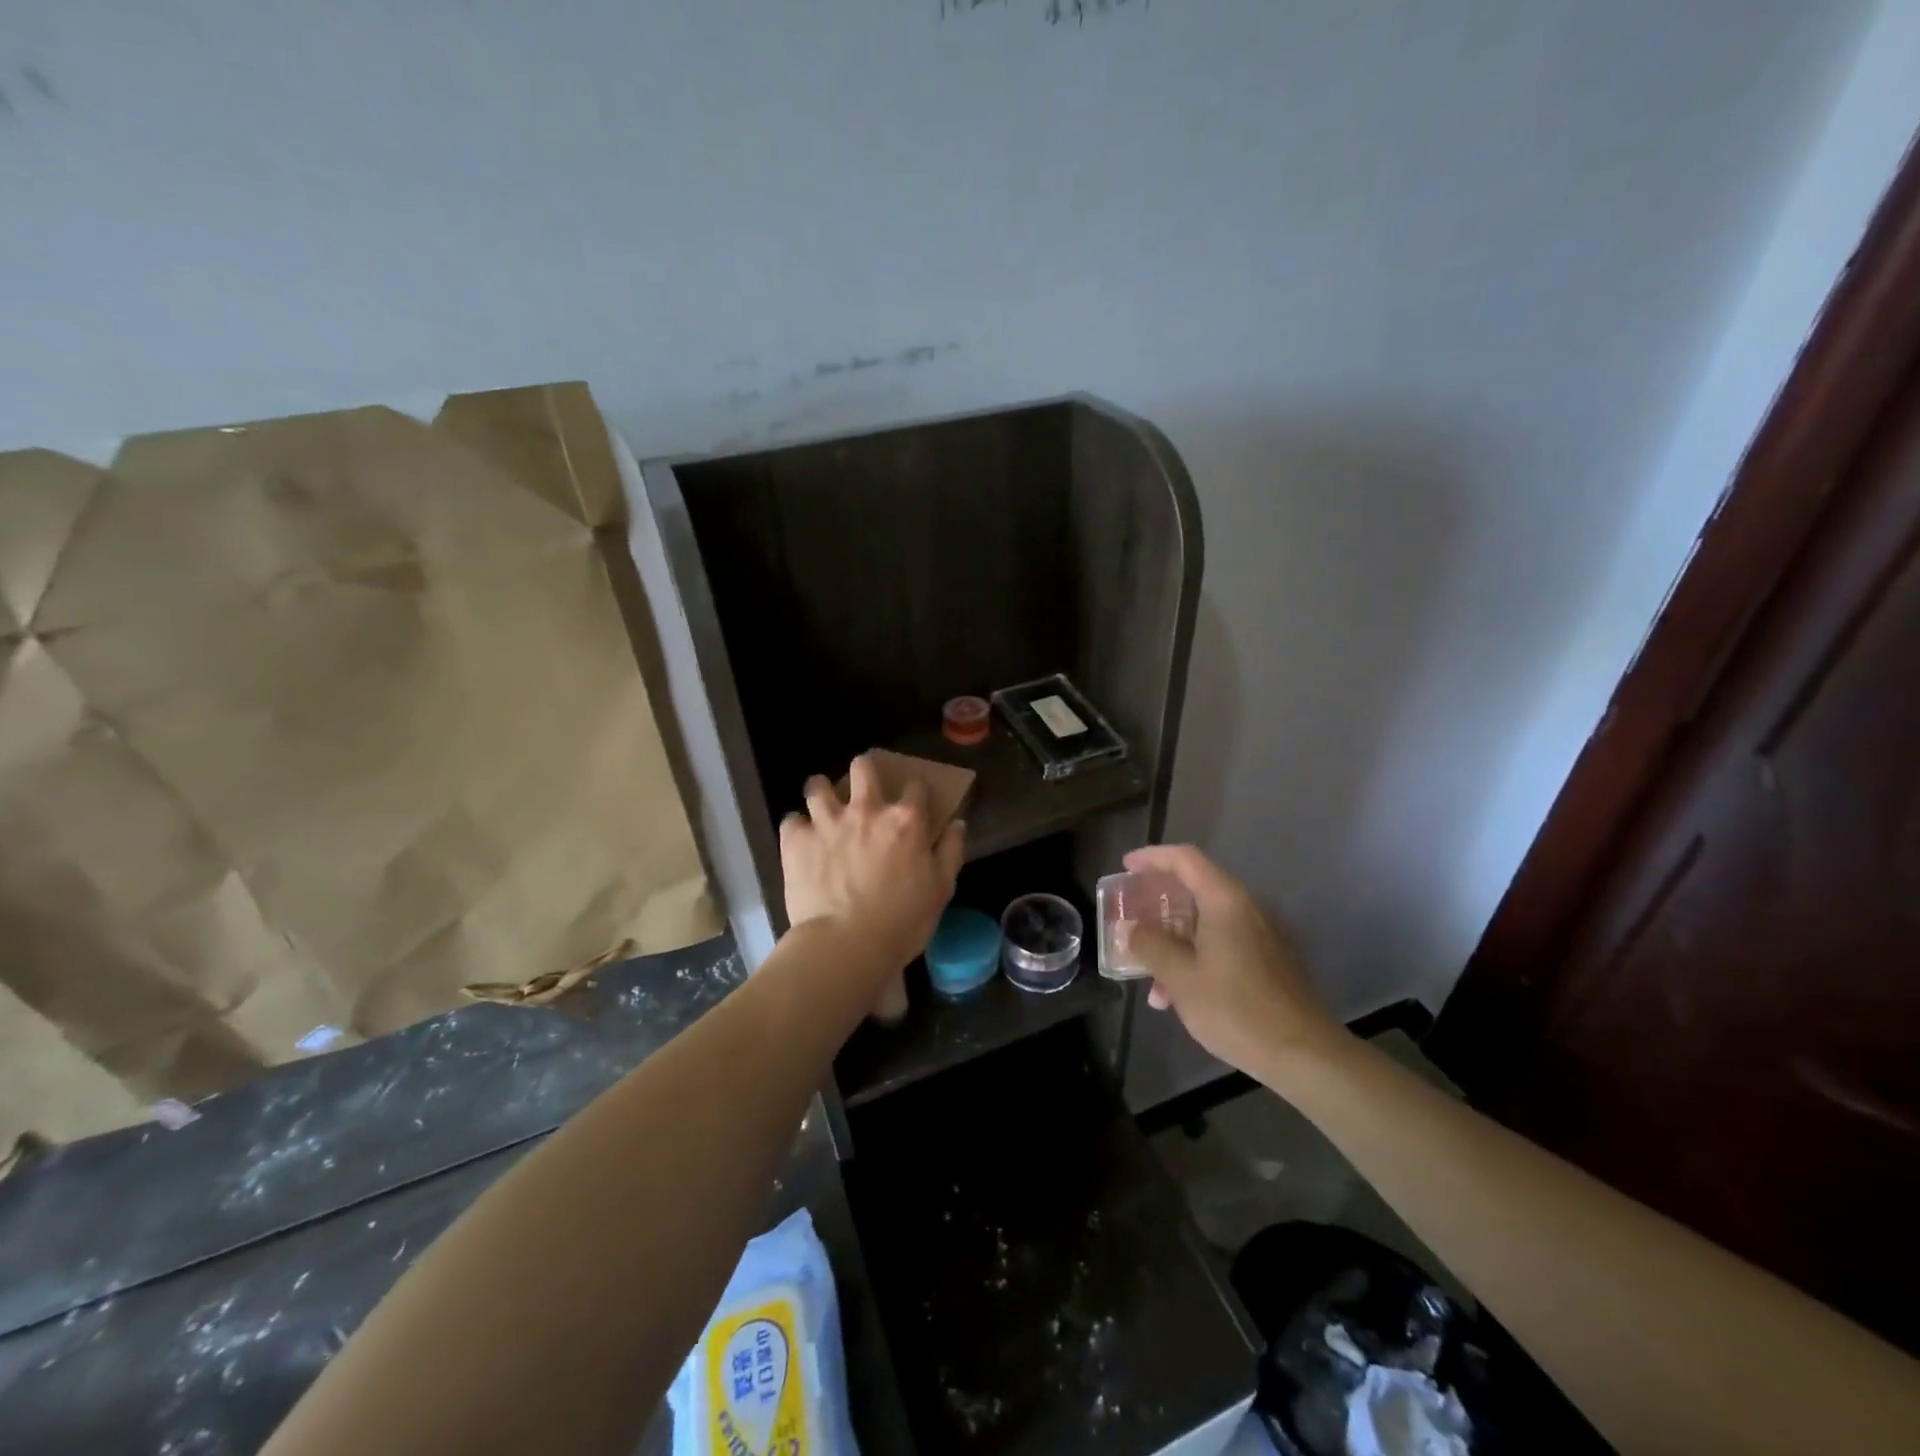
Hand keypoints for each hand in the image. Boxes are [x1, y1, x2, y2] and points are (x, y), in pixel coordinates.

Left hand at [780, 754, 965, 974]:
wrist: (846, 944)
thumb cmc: (902, 921)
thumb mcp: (941, 889)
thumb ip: (950, 851)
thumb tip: (957, 823)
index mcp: (905, 820)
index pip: (915, 786)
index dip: (915, 792)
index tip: (913, 802)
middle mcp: (866, 810)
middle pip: (863, 768)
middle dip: (864, 771)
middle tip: (862, 789)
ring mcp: (828, 822)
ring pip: (818, 786)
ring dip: (822, 793)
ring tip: (823, 808)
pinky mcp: (797, 840)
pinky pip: (791, 820)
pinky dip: (797, 829)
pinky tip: (801, 841)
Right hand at [1124, 844, 1344, 1074]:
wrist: (1305, 1055)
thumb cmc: (1236, 1009)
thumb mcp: (1181, 978)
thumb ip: (1151, 945)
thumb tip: (1132, 928)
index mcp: (1225, 901)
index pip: (1185, 859)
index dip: (1152, 857)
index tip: (1125, 867)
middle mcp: (1246, 908)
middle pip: (1195, 887)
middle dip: (1158, 904)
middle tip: (1131, 917)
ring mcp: (1261, 934)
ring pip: (1206, 922)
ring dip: (1174, 940)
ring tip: (1150, 977)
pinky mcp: (1269, 960)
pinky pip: (1223, 942)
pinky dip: (1195, 956)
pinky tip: (1178, 995)